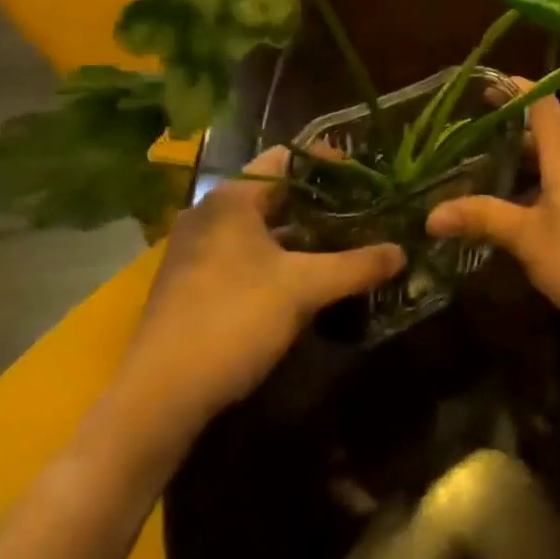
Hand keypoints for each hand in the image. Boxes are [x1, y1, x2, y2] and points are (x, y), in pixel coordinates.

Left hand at [114, 147, 404, 452]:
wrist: (157, 400)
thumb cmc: (233, 320)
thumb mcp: (305, 288)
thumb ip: (357, 265)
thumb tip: (402, 252)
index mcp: (232, 198)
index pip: (288, 158)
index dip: (330, 163)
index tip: (365, 178)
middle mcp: (209, 213)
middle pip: (276, 192)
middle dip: (320, 202)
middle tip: (361, 212)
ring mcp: (195, 250)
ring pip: (260, 226)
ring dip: (300, 232)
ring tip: (342, 244)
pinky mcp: (190, 283)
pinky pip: (244, 253)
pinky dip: (276, 256)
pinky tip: (305, 279)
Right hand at [426, 92, 559, 344]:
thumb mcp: (529, 240)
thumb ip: (483, 219)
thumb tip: (431, 214)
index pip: (542, 103)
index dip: (515, 90)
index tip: (487, 86)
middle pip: (552, 138)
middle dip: (517, 142)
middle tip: (478, 151)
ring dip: (538, 173)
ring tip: (504, 191)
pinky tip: (545, 224)